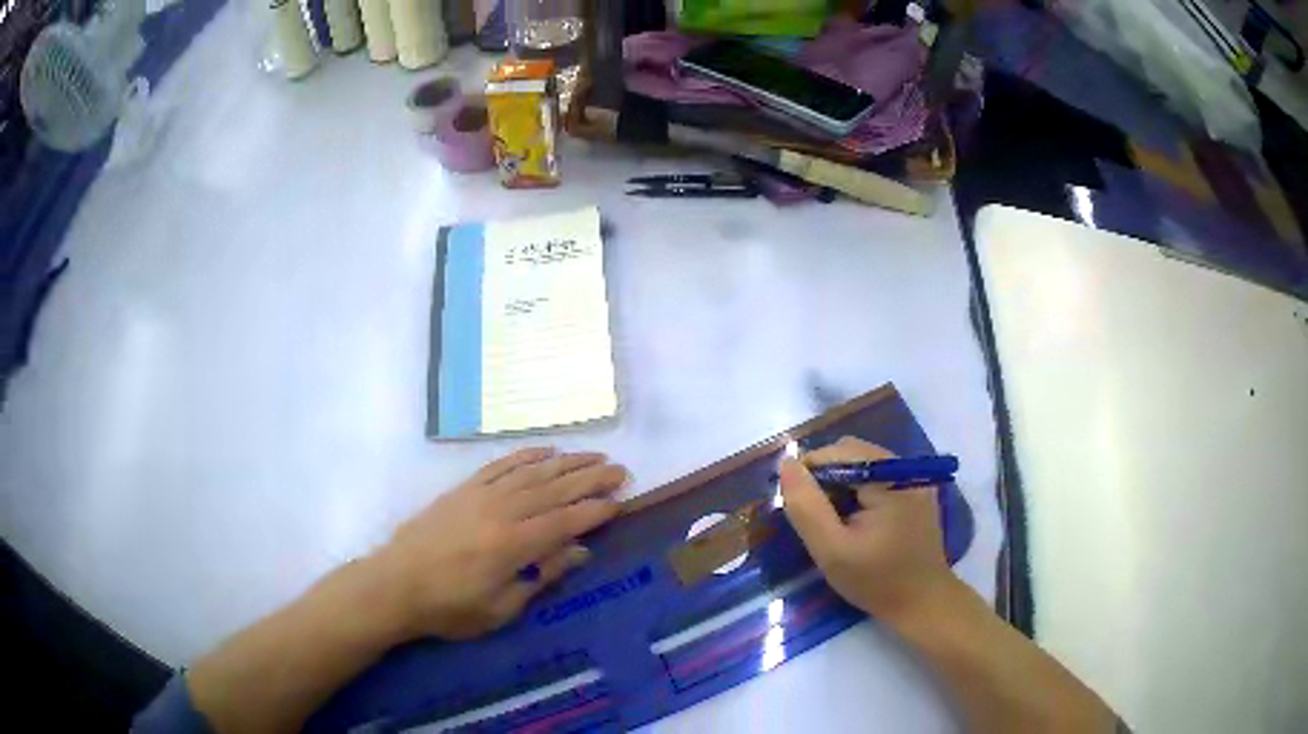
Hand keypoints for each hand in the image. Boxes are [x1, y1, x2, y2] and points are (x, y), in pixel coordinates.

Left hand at [369, 447, 626, 640]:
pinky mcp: (463, 488)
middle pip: (555, 489)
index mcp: (514, 543)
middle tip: (620, 469)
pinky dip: (525, 456)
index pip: (567, 520)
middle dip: (591, 478)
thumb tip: (579, 551)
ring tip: (593, 455)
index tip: (621, 501)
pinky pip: (501, 465)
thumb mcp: (502, 608)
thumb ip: (542, 575)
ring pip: (533, 472)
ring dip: (566, 462)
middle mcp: (502, 510)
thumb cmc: (450, 607)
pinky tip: (543, 452)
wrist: (395, 584)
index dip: (596, 510)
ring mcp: (481, 494)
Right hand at [779, 437, 956, 620]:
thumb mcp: (831, 551)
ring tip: (835, 519)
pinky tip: (856, 518)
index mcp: (890, 480)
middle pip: (853, 452)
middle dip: (826, 477)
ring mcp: (915, 477)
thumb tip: (787, 464)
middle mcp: (907, 468)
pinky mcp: (917, 489)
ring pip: (864, 462)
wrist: (922, 603)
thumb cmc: (875, 581)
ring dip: (842, 483)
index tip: (798, 506)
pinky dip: (860, 489)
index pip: (839, 453)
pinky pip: (879, 474)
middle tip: (816, 516)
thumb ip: (806, 507)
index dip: (810, 472)